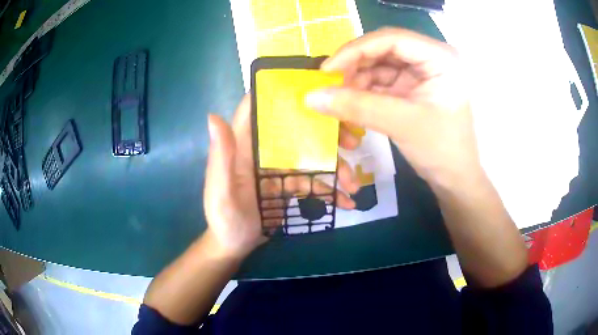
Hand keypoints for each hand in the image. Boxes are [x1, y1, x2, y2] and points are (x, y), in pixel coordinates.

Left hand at [203, 95, 360, 259]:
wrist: (234, 246)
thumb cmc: (224, 220)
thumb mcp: (221, 192)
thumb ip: (220, 157)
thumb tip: (213, 116)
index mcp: (244, 146)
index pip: (257, 108)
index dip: (280, 92)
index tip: (312, 89)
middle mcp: (263, 151)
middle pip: (296, 130)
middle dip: (326, 134)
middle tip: (352, 143)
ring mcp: (278, 168)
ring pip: (311, 157)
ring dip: (336, 169)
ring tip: (354, 186)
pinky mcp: (288, 184)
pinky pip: (313, 182)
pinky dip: (330, 191)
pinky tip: (346, 202)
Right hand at [306, 28, 480, 188]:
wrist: (454, 179)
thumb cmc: (441, 150)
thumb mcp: (401, 124)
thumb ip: (357, 107)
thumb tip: (311, 96)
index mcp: (441, 58)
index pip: (392, 39)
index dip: (356, 50)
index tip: (327, 70)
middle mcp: (430, 58)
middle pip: (383, 49)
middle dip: (355, 66)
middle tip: (330, 85)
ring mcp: (421, 73)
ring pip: (379, 65)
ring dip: (357, 80)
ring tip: (340, 99)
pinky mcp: (412, 88)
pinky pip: (381, 81)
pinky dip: (364, 91)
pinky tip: (352, 103)